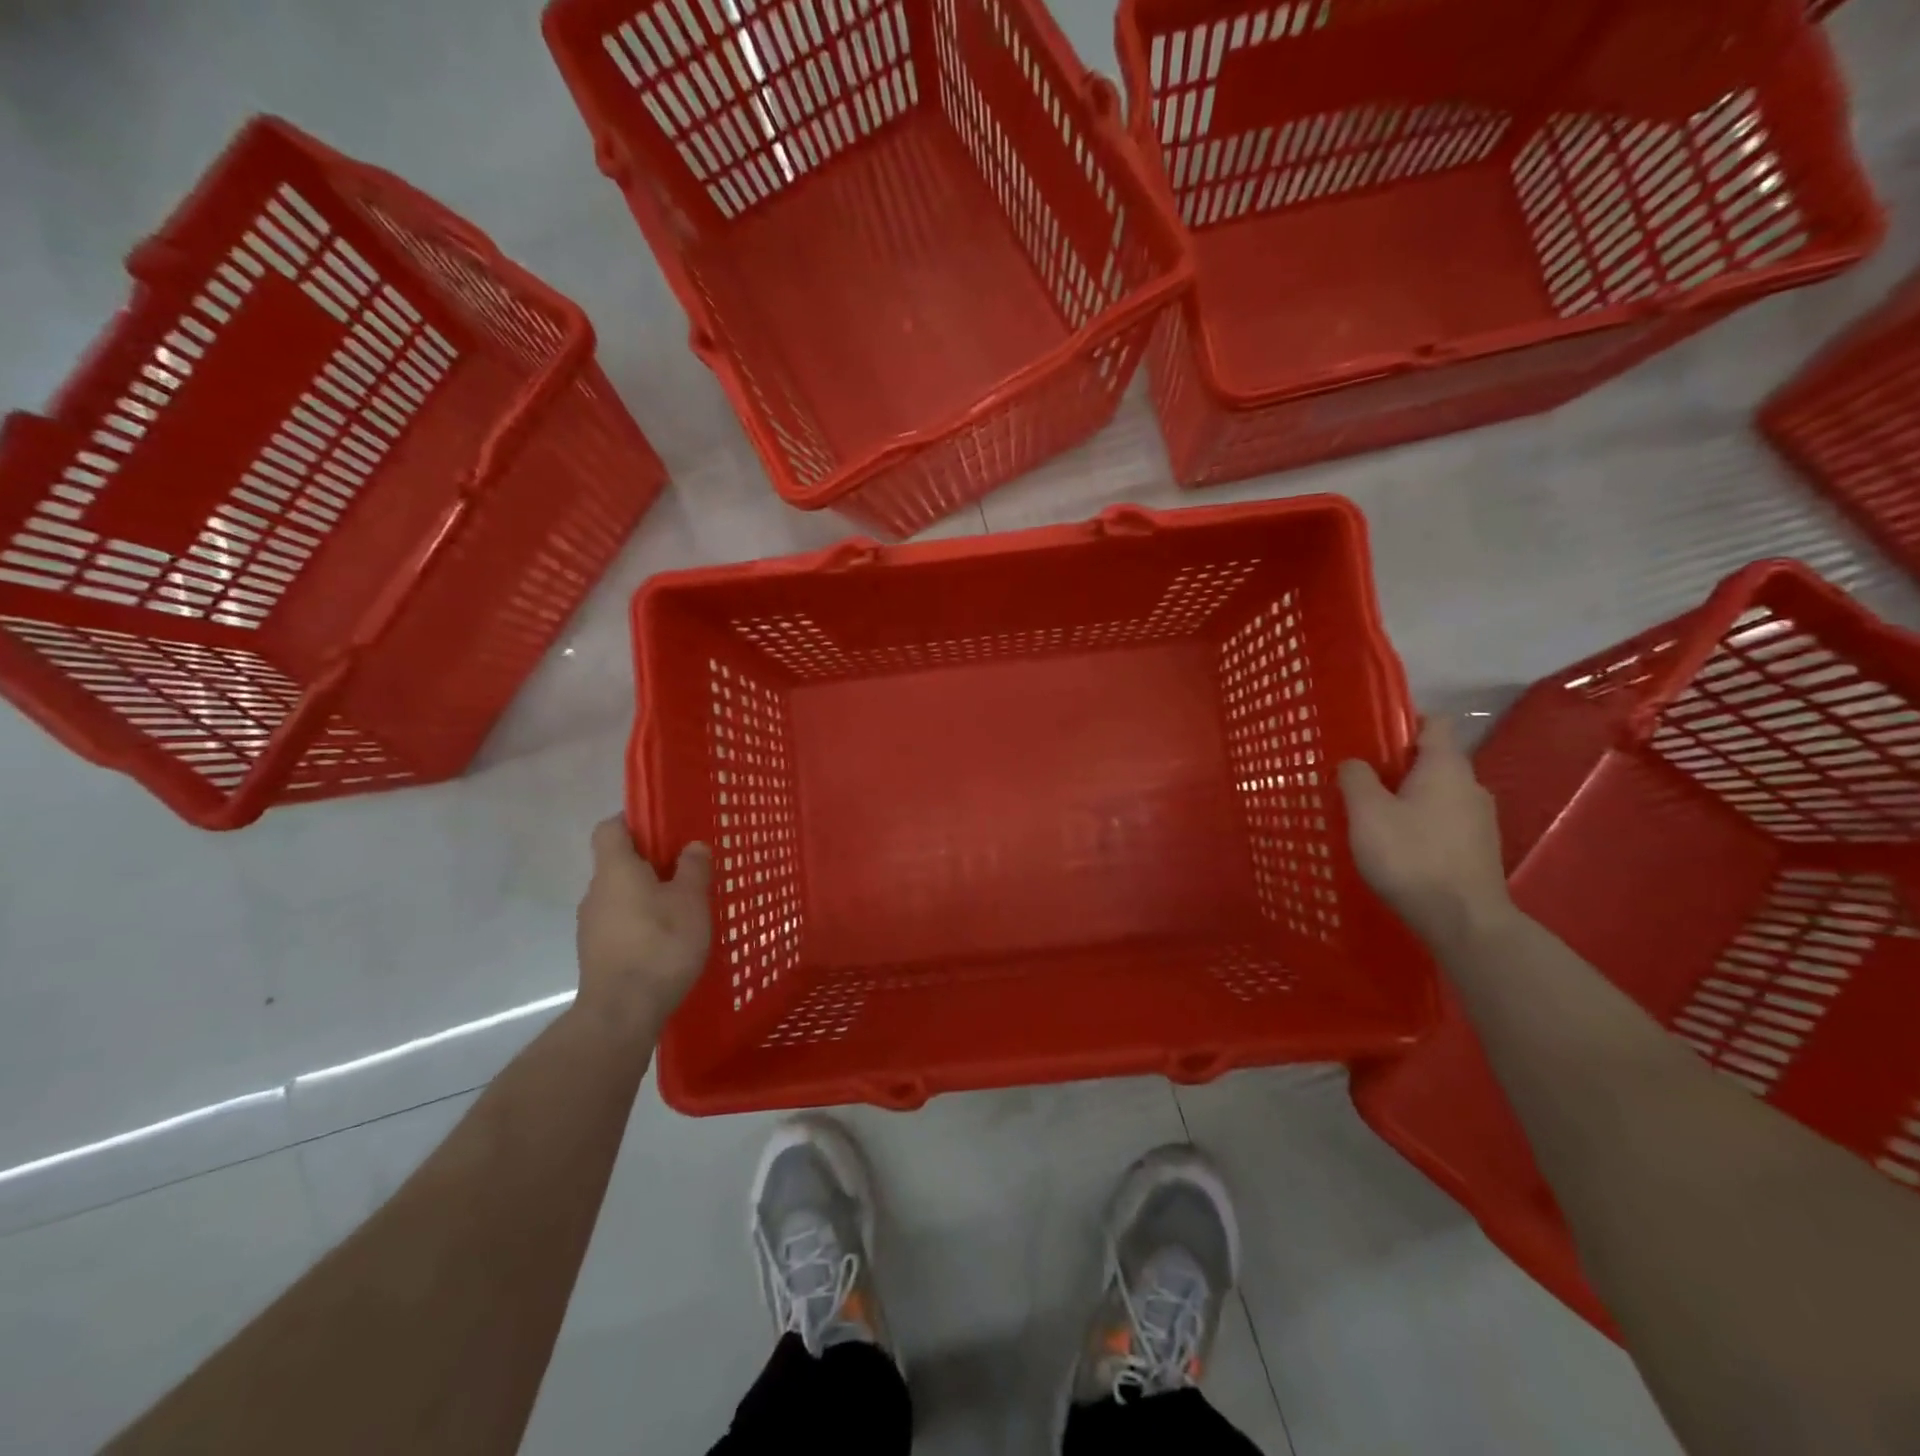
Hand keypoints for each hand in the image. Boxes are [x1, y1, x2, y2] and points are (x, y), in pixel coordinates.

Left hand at [576, 816, 713, 1036]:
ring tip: (682, 910)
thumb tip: (692, 846)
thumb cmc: (660, 944)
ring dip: (646, 896)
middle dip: (649, 863)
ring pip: (620, 896)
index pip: (610, 828)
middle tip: (686, 871)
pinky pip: (620, 924)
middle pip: (618, 863)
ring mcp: (591, 925)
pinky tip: (667, 941)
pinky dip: (640, 923)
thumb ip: (693, 868)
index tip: (662, 827)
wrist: (622, 1012)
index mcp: (616, 869)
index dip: (632, 821)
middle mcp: (596, 892)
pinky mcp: (596, 953)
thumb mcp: (691, 901)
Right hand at [1337, 717, 1513, 946]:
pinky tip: (1396, 845)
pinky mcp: (1478, 849)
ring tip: (1372, 816)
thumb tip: (1354, 762)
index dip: (1402, 721)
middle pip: (1433, 760)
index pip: (1433, 722)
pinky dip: (1420, 823)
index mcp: (1446, 767)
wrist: (1463, 921)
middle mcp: (1471, 785)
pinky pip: (1444, 821)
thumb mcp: (1367, 812)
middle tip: (1359, 780)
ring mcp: (1480, 819)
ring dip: (1407, 797)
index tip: (1369, 734)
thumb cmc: (1410, 856)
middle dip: (1397, 765)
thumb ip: (1356, 778)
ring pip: (1437, 793)